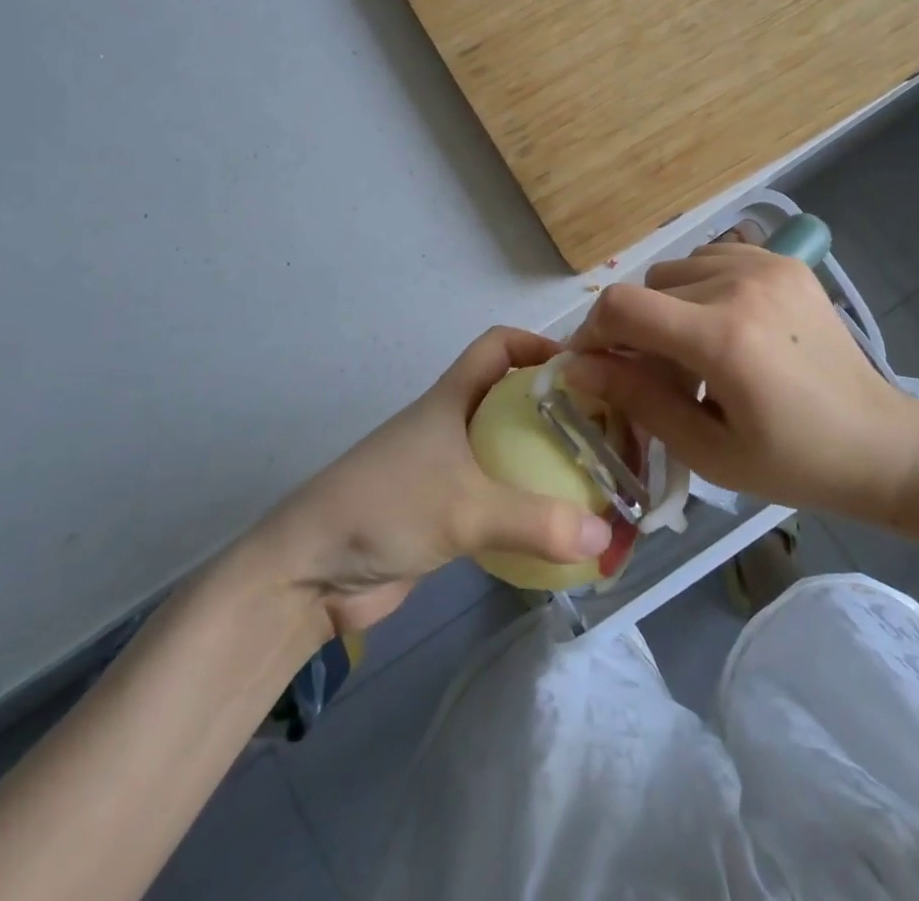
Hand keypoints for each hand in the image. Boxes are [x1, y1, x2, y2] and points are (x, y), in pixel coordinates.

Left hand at [255, 327, 614, 633]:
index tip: (586, 369)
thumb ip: (536, 521)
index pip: (498, 345)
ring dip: (546, 463)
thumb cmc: (386, 508)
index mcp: (452, 398)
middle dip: (557, 411)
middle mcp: (453, 424)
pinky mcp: (445, 513)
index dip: (539, 345)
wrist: (310, 572)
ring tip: (597, 483)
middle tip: (608, 436)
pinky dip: (528, 506)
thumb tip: (605, 537)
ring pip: (509, 450)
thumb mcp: (465, 508)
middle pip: (513, 399)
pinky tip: (559, 528)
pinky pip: (499, 498)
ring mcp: (447, 469)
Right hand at [564, 244, 918, 523]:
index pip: (623, 306)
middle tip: (657, 376)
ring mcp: (766, 266)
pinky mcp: (784, 261)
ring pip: (676, 270)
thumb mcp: (707, 450)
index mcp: (724, 339)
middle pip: (647, 289)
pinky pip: (711, 259)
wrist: (882, 442)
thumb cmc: (793, 463)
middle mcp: (741, 286)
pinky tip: (724, 325)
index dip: (592, 333)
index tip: (590, 365)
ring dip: (667, 308)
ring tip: (696, 352)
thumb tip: (575, 368)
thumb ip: (637, 400)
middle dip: (634, 332)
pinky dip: (699, 288)